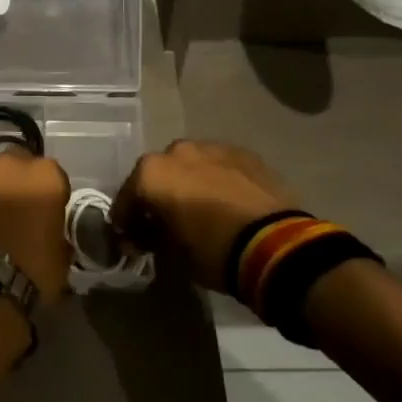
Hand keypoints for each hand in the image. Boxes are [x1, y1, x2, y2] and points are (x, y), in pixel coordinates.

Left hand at [0, 150, 72, 306]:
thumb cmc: (32, 271)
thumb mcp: (62, 254)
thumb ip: (58, 232)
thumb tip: (51, 232)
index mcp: (45, 176)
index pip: (52, 175)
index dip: (48, 193)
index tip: (44, 211)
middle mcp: (9, 164)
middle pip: (16, 165)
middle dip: (16, 181)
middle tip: (14, 209)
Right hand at [111, 140, 298, 290]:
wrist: (275, 244)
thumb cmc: (212, 250)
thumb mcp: (171, 254)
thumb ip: (151, 238)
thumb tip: (144, 236)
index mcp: (152, 173)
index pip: (126, 198)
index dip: (126, 223)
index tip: (131, 241)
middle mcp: (177, 151)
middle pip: (158, 174)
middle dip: (158, 196)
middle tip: (166, 222)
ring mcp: (213, 147)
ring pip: (190, 165)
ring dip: (188, 183)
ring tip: (200, 210)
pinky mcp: (244, 153)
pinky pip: (219, 166)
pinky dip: (216, 180)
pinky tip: (226, 202)